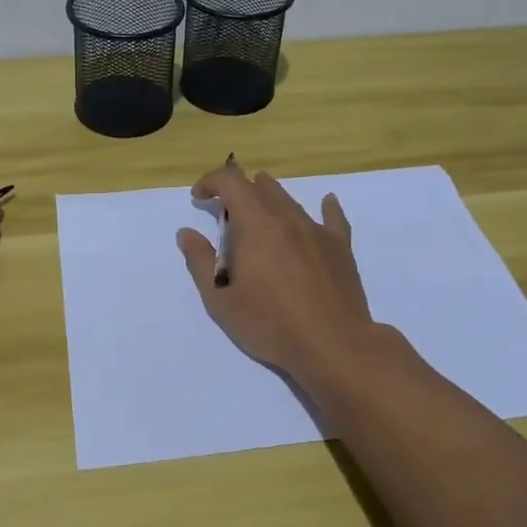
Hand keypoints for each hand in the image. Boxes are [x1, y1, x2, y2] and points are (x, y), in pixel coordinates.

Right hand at [176, 158, 373, 383]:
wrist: (333, 345)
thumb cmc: (270, 324)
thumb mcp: (220, 301)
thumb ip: (200, 262)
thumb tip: (186, 233)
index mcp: (255, 224)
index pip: (230, 182)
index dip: (210, 181)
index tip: (199, 199)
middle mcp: (287, 218)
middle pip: (260, 186)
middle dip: (237, 192)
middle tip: (226, 216)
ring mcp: (317, 230)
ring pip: (290, 200)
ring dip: (269, 200)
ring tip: (260, 218)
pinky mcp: (340, 247)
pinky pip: (332, 217)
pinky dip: (325, 207)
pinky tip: (326, 202)